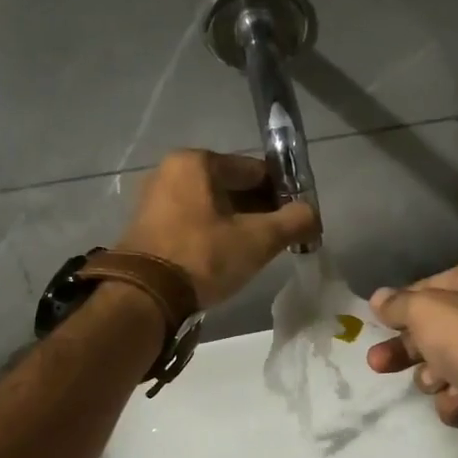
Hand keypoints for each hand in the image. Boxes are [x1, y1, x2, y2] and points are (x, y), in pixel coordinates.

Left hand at [115, 150, 318, 308]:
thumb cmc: (204, 257)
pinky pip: (192, 222)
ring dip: (236, 224)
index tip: (297, 218)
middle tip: (279, 238)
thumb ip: (294, 221)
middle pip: (231, 187)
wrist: (145, 296)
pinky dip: (213, 234)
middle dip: (258, 210)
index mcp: (196, 162)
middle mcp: (171, 171)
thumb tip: (313, 214)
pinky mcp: (147, 226)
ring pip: (211, 206)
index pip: (254, 170)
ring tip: (256, 251)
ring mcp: (155, 199)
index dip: (282, 192)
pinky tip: (226, 257)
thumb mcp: (258, 240)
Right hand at [366, 259, 457, 452]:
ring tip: (438, 382)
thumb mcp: (424, 310)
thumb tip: (379, 298)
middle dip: (404, 350)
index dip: (401, 306)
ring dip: (432, 377)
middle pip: (431, 330)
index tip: (377, 321)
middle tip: (376, 363)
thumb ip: (397, 304)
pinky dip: (455, 398)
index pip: (428, 287)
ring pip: (441, 365)